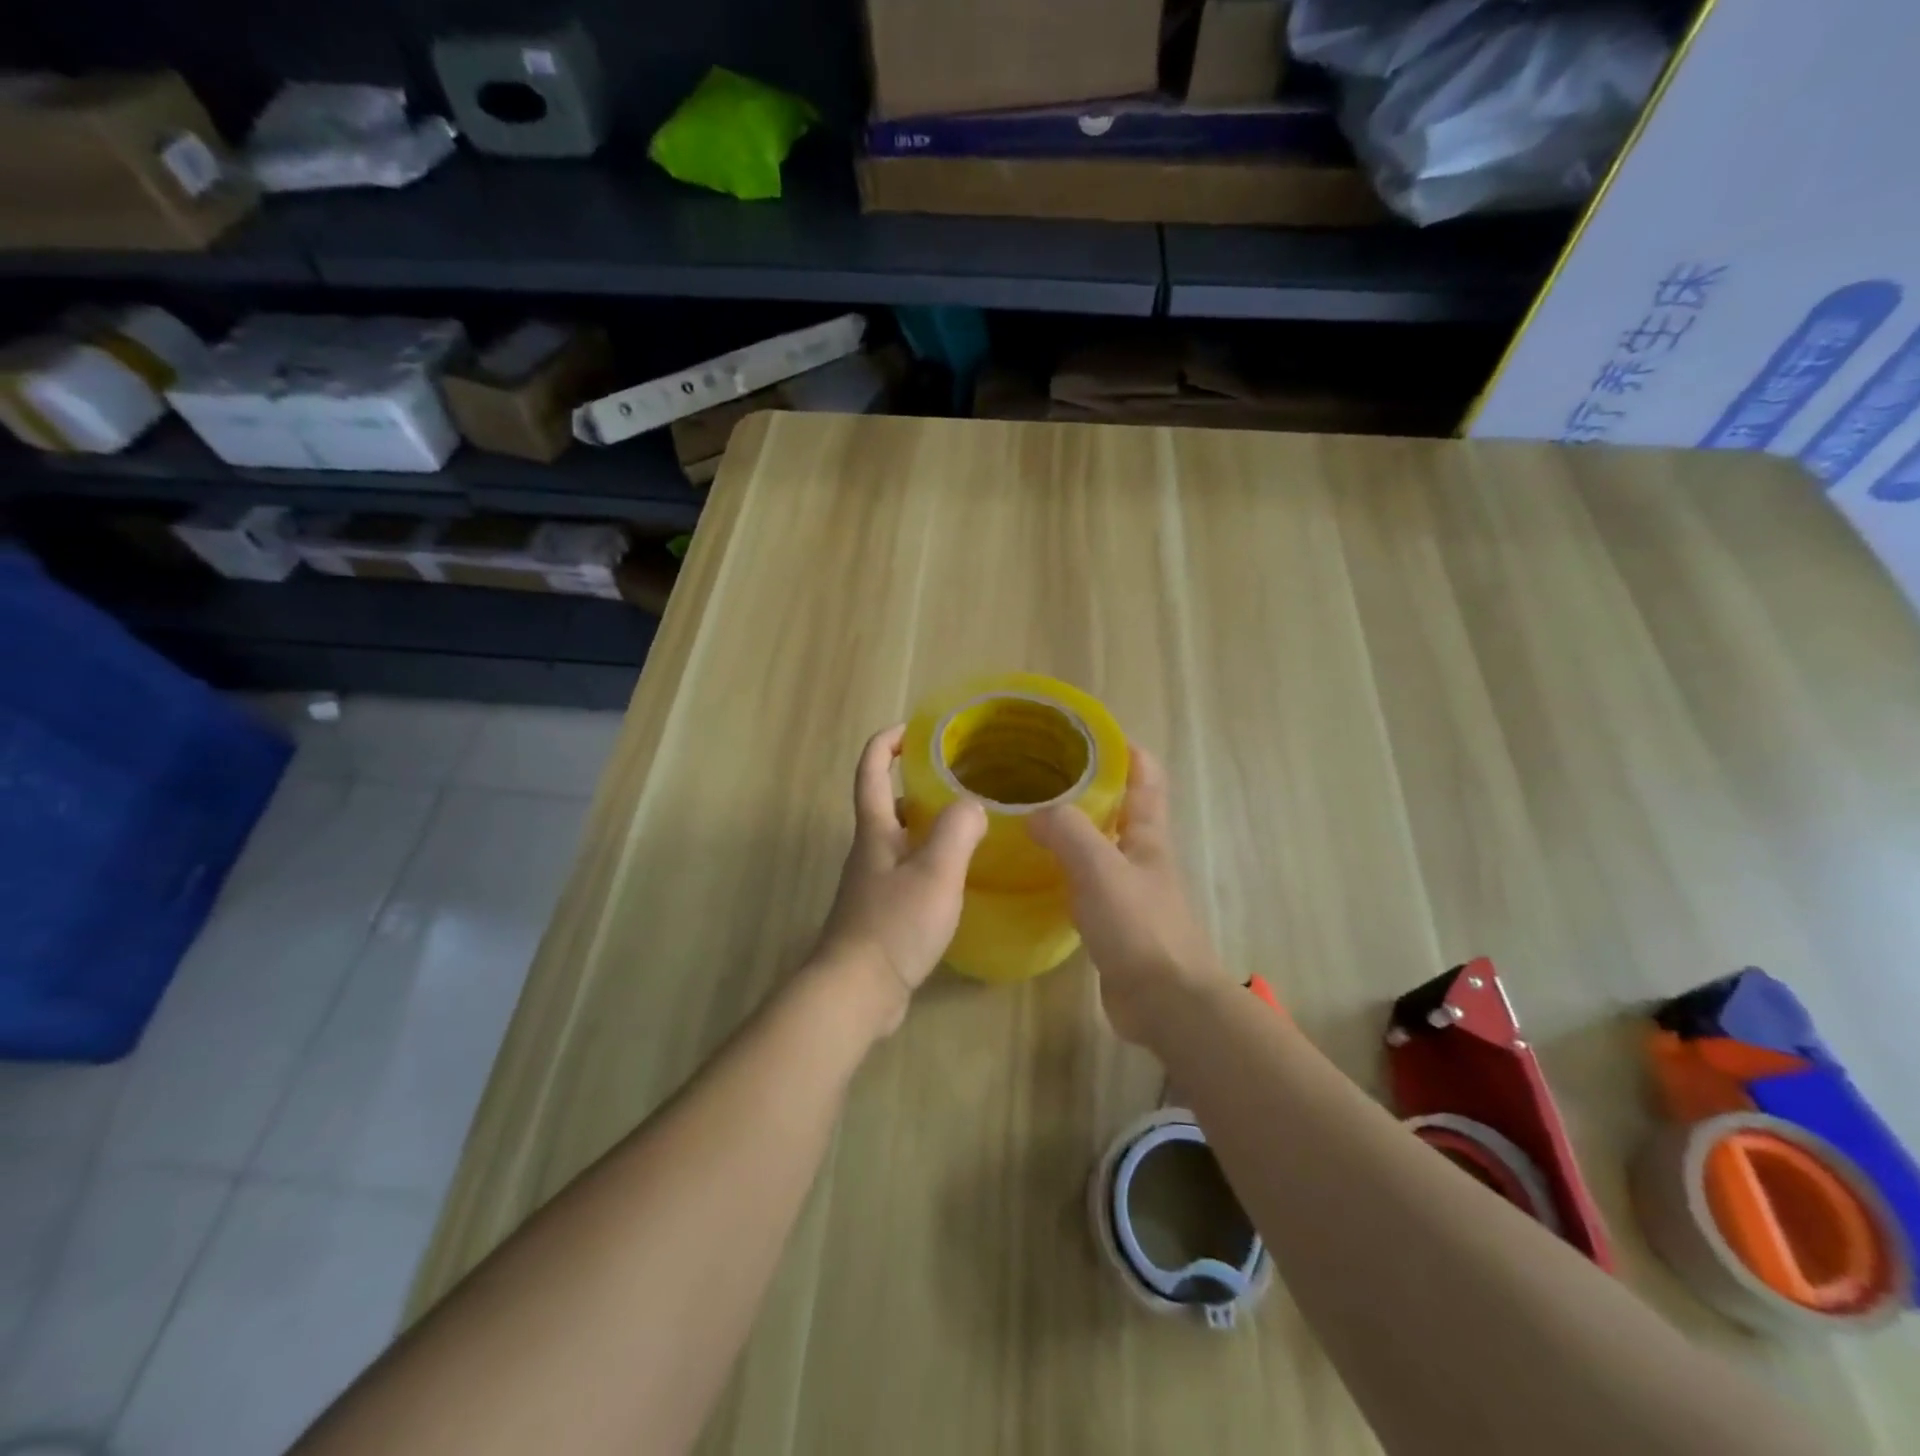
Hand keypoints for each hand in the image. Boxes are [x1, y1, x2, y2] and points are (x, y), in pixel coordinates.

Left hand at [812, 725, 988, 1037]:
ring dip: (927, 825)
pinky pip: (908, 872)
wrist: (856, 991)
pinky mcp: (881, 913)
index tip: (914, 728)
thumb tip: (972, 805)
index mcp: (875, 831)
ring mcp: (873, 883)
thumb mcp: (935, 872)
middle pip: (887, 803)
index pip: (871, 770)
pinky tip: (958, 877)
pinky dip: (931, 861)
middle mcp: (869, 851)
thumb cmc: (894, 924)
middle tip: (960, 781)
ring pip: (900, 840)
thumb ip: (957, 831)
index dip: (887, 742)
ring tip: (969, 825)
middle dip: (916, 784)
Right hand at [1030, 746, 1222, 1046]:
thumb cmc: (1138, 925)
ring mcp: (1129, 892)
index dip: (1127, 750)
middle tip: (1043, 774)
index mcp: (1147, 836)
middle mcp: (1141, 857)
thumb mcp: (1099, 867)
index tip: (1091, 732)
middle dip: (1090, 787)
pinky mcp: (1113, 923)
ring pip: (1099, 847)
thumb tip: (1034, 814)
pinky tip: (1037, 872)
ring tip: (1031, 817)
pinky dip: (1064, 871)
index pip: (1146, 779)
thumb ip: (1066, 831)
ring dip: (1073, 830)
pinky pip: (1085, 884)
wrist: (1163, 1001)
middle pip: (1120, 810)